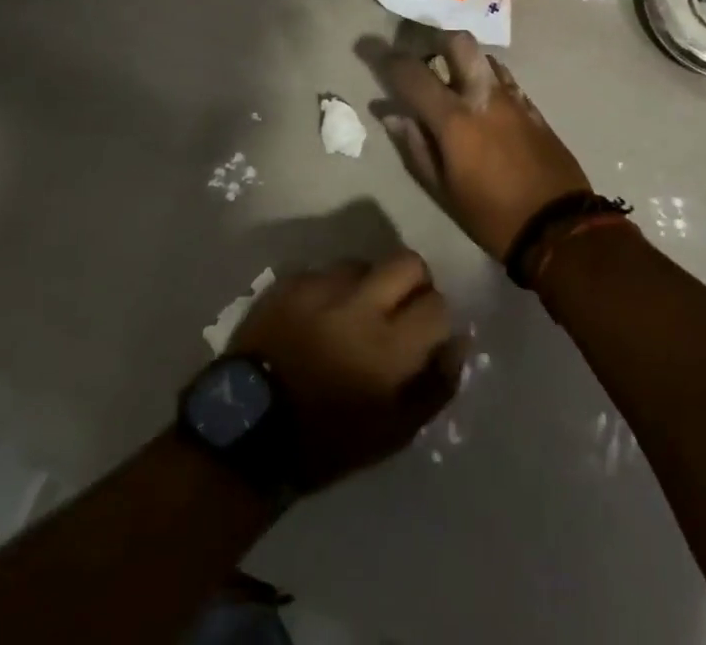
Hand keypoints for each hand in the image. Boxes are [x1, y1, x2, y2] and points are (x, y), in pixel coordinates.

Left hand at [229, 253, 463, 490]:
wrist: (246, 431)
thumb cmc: (325, 442)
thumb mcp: (392, 433)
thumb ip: (435, 386)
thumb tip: (459, 342)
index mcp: (388, 347)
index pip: (437, 305)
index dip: (435, 319)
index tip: (424, 335)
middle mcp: (358, 305)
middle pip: (407, 262)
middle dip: (412, 282)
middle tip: (398, 310)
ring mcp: (319, 288)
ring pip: (363, 263)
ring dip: (367, 284)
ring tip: (351, 314)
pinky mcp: (289, 282)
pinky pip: (324, 272)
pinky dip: (330, 290)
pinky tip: (318, 317)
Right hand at [367, 30, 592, 260]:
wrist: (558, 226)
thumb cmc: (491, 215)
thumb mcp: (443, 190)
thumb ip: (415, 146)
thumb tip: (391, 114)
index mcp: (455, 118)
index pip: (414, 74)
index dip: (390, 61)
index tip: (376, 54)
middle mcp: (483, 95)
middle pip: (458, 42)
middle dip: (436, 40)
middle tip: (423, 56)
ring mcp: (512, 97)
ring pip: (484, 56)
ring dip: (463, 60)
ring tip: (451, 78)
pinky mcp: (532, 107)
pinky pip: (504, 78)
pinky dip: (485, 78)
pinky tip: (481, 98)